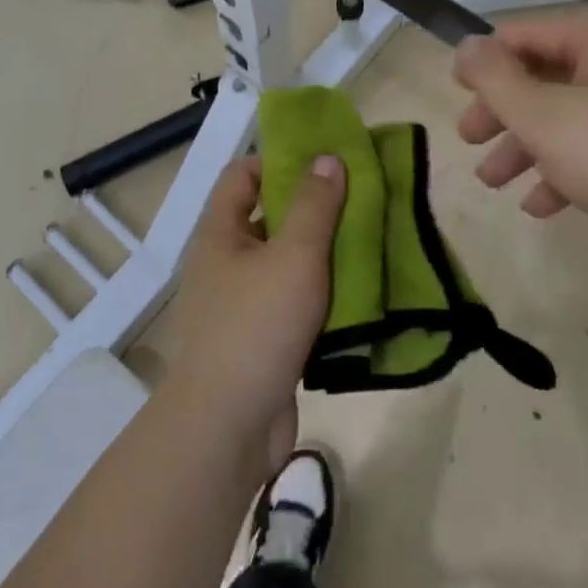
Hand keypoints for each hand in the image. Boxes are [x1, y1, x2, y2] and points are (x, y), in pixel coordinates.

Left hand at [165, 153, 344, 478]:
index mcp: (220, 233)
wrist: (227, 430)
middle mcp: (225, 262)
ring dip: (321, 254)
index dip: (279, 160)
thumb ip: (314, 205)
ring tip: (367, 242)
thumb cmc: (256, 326)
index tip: (323, 162)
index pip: (243, 174)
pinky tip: (358, 294)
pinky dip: (320, 296)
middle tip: (358, 201)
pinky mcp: (261, 342)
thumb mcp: (293, 256)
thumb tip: (327, 157)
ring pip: (285, 263)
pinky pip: (293, 304)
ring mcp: (241, 305)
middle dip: (311, 208)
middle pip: (268, 217)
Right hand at [452, 14, 587, 266]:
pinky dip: (561, 170)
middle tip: (468, 138)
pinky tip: (538, 205)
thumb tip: (465, 45)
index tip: (456, 88)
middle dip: (502, 109)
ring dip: (524, 145)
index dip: (487, 56)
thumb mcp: (545, 118)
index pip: (529, 32)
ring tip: (491, 181)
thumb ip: (496, 79)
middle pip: (545, 75)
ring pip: (566, 117)